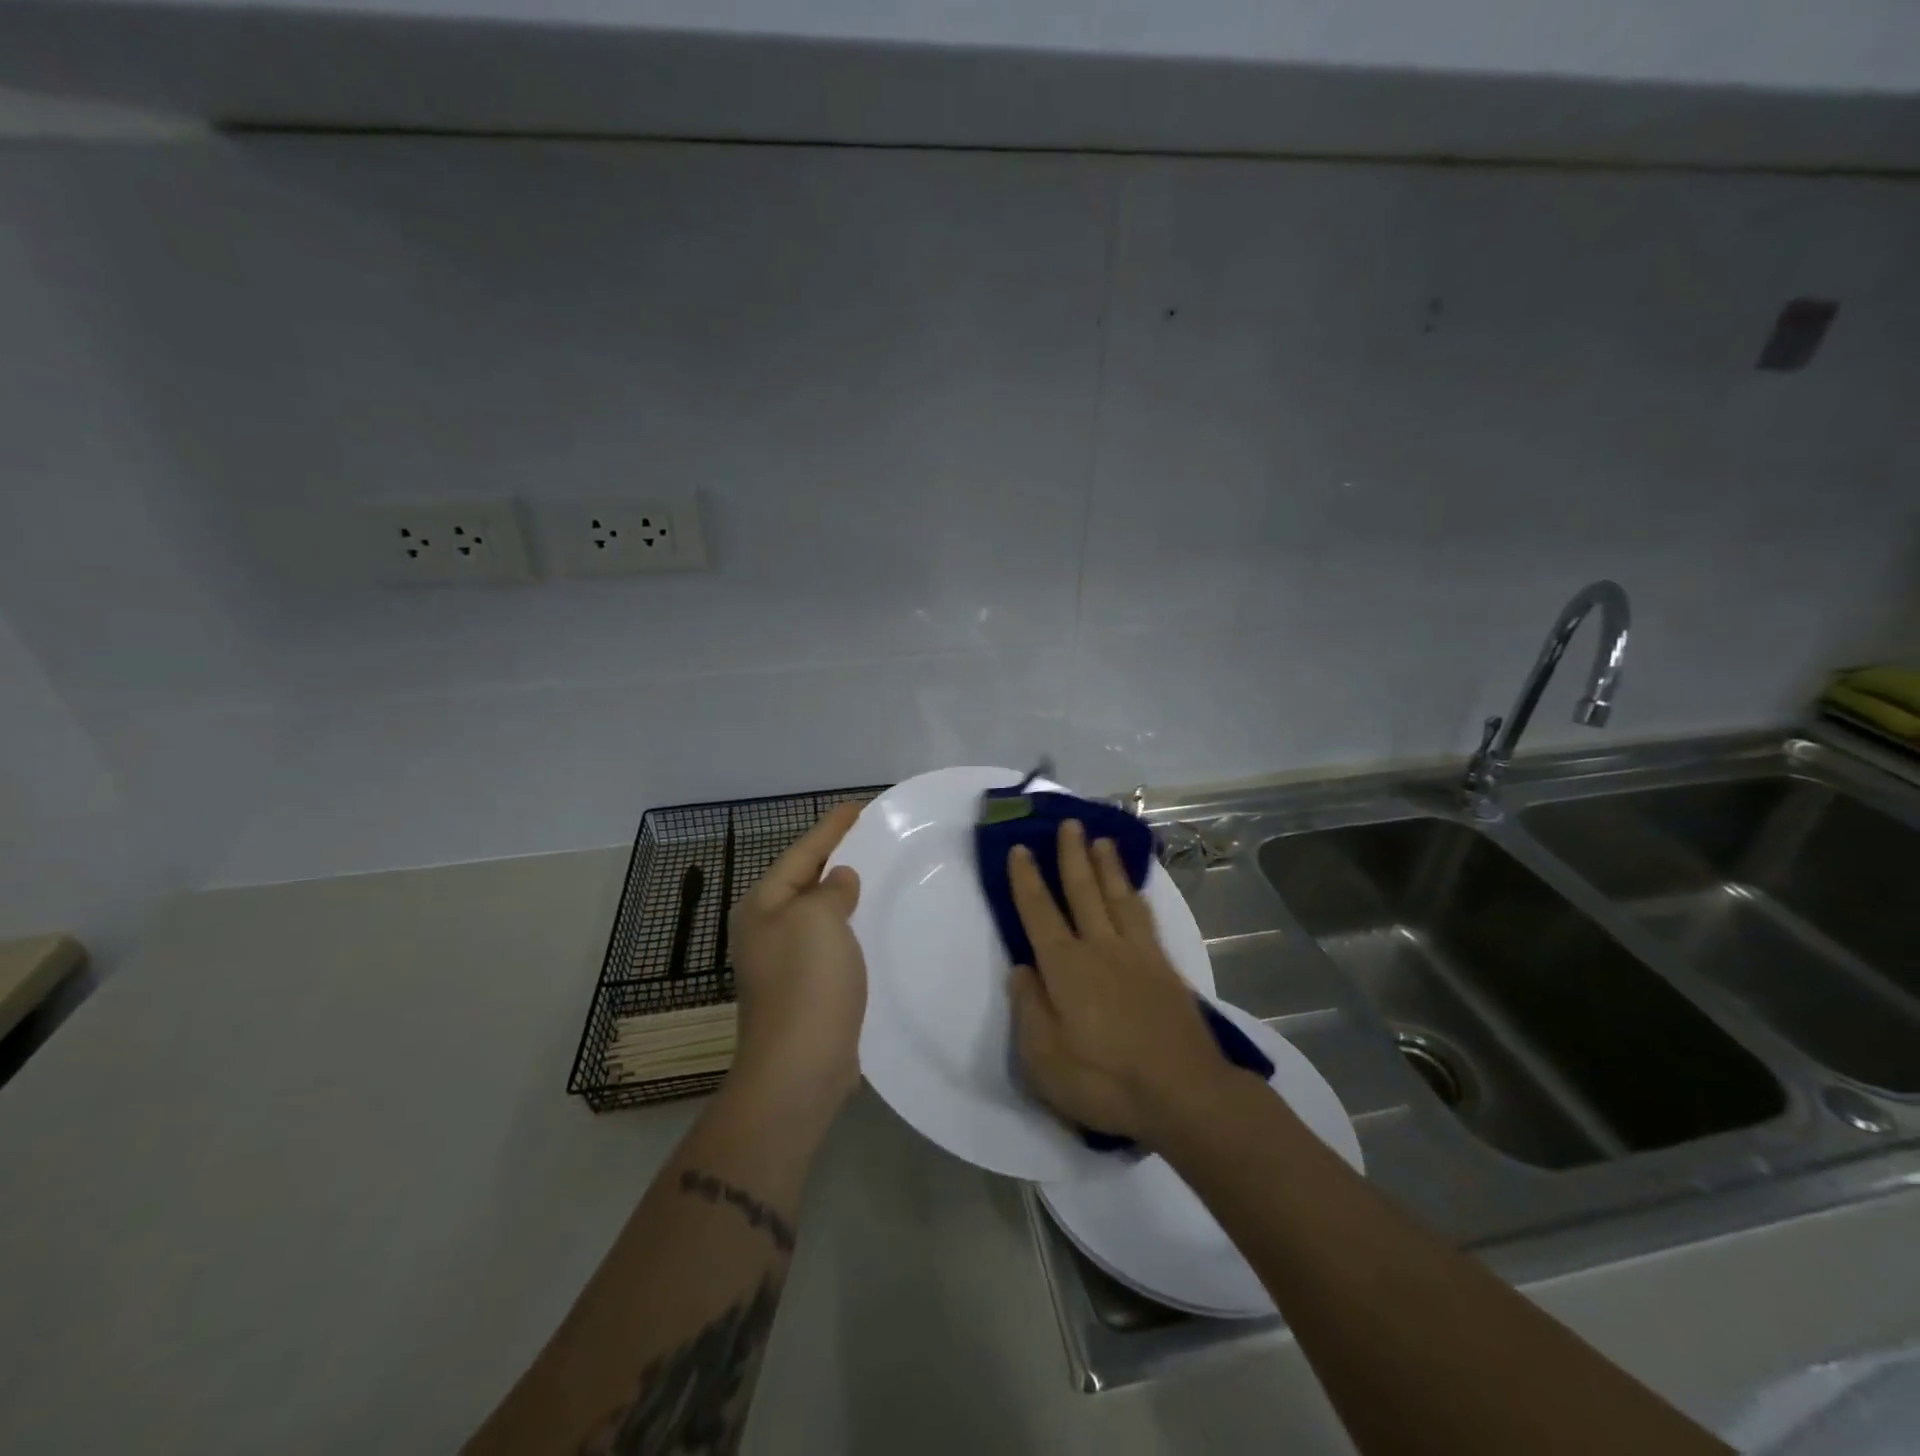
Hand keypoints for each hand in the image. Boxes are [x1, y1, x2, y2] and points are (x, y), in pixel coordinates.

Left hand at [727, 803, 866, 1117]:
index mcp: (762, 907)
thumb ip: (831, 891)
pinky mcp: (804, 990)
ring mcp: (782, 964)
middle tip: (866, 836)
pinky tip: (868, 926)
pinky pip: (829, 943)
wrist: (799, 1067)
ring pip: (817, 914)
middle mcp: (765, 930)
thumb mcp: (819, 920)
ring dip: (842, 895)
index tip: (856, 806)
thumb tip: (838, 881)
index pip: (801, 854)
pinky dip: (847, 928)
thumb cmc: (807, 982)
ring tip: (872, 874)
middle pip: (804, 881)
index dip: (830, 828)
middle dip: (833, 858)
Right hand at [1007, 820, 1236, 1144]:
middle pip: (1082, 891)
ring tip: (1101, 841)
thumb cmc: (1105, 1081)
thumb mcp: (1045, 1059)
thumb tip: (1021, 969)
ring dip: (1106, 866)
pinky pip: (1145, 917)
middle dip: (1072, 855)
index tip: (1021, 848)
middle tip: (1069, 823)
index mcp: (1065, 967)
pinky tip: (1134, 891)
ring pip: (1117, 897)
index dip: (1026, 879)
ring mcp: (1137, 954)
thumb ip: (1028, 1009)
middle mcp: (1099, 948)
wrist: (1184, 1093)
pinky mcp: (1164, 968)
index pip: (1039, 913)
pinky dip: (1135, 895)